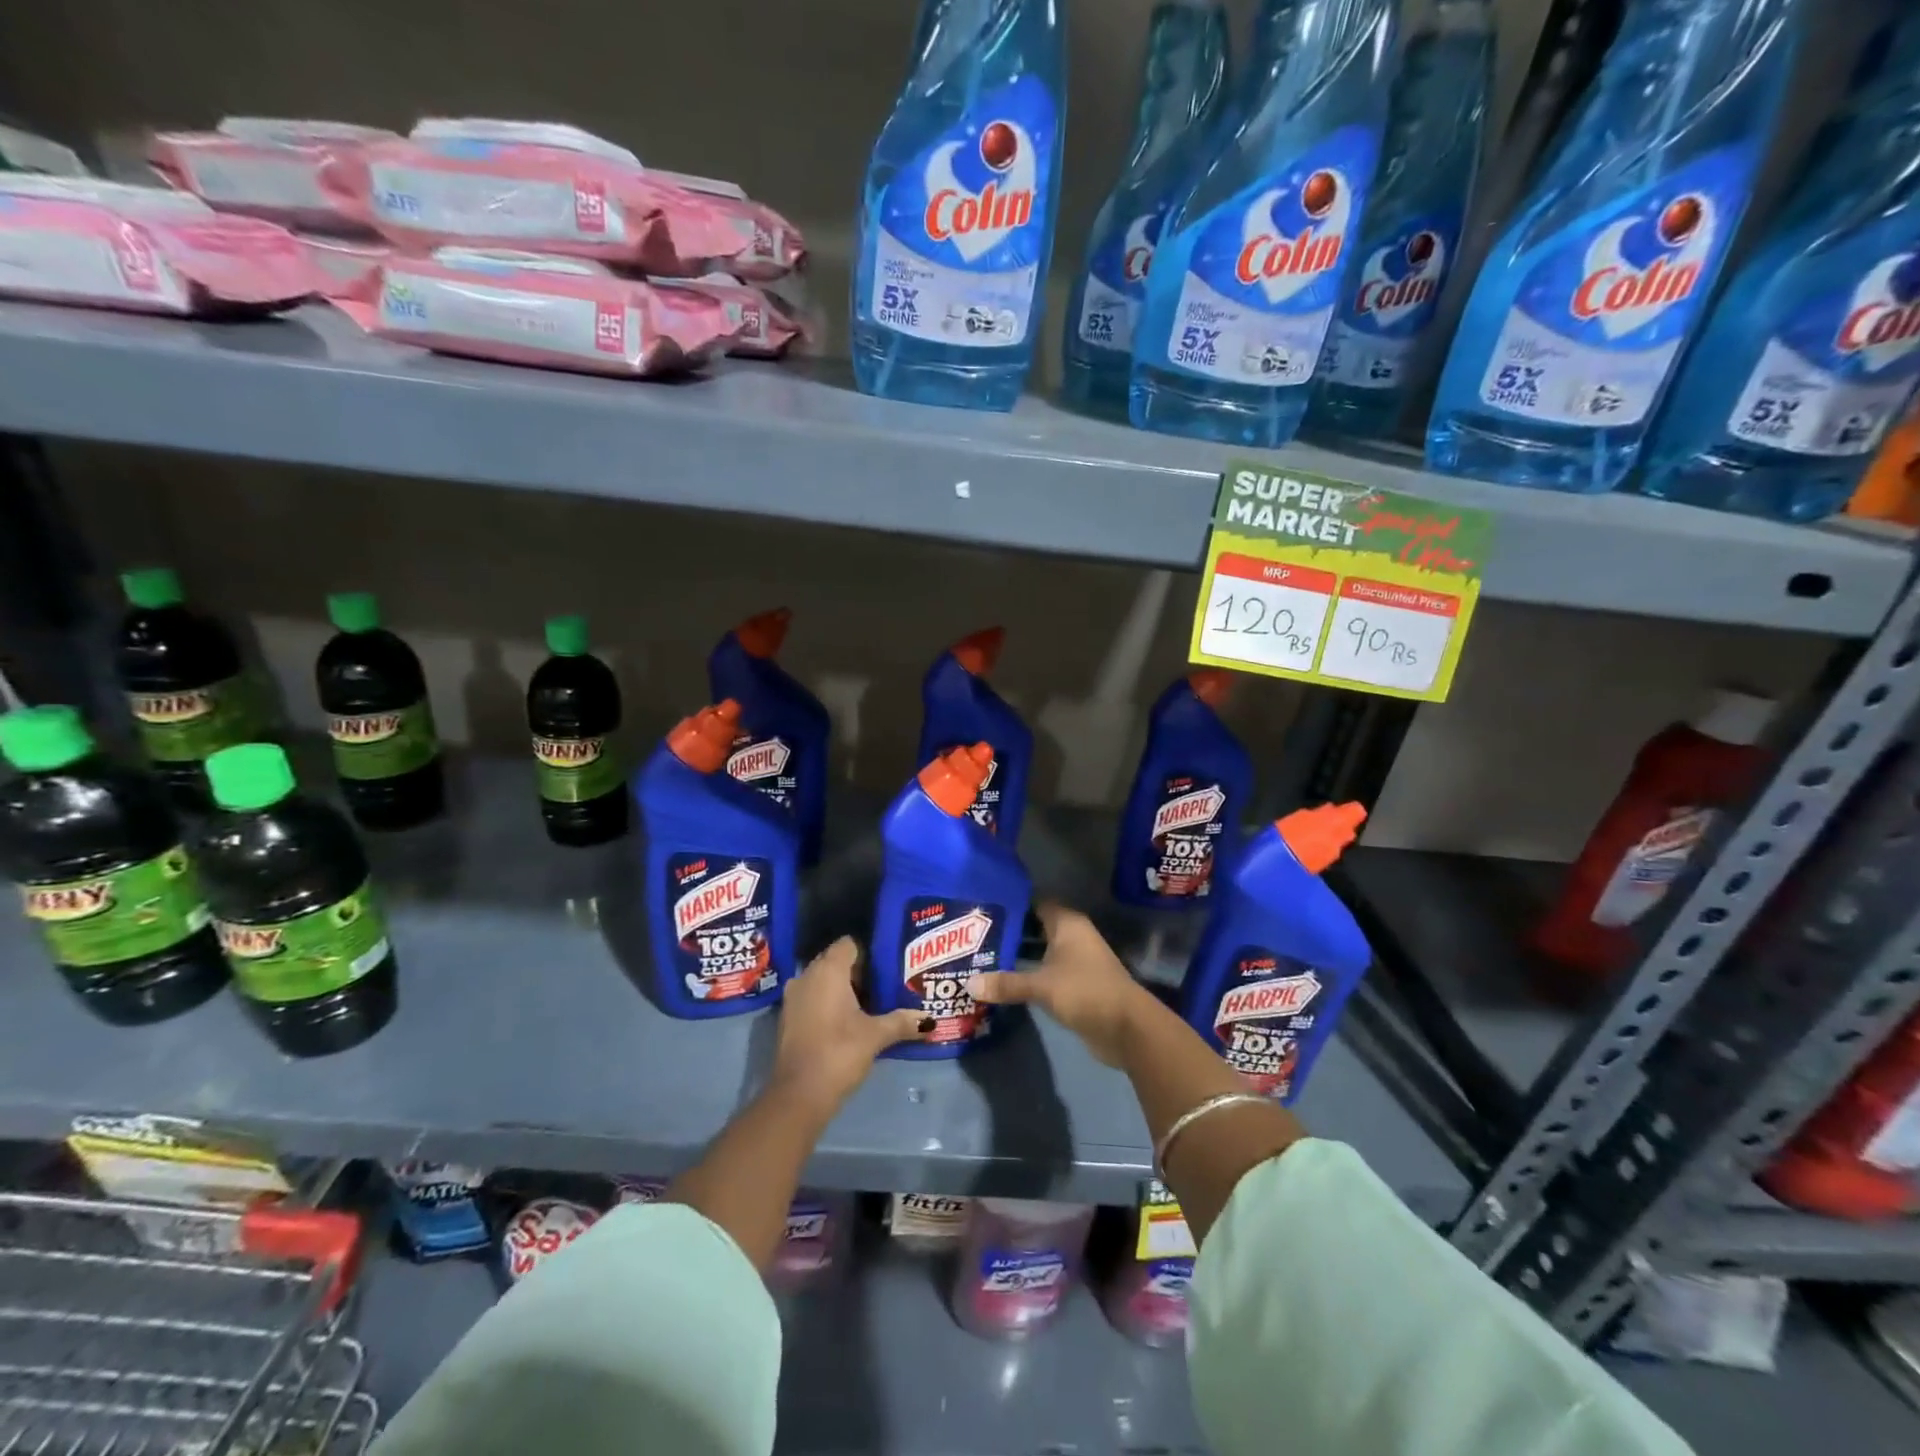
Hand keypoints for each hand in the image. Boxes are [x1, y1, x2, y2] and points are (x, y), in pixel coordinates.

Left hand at [772, 937, 927, 1111]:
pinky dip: (828, 1003)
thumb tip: (930, 1020)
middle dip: (859, 971)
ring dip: (842, 989)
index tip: (888, 969)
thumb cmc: (839, 1051)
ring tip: (870, 1004)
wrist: (799, 1094)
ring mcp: (793, 997)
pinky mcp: (788, 1018)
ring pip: (822, 981)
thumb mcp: (876, 1035)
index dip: (869, 953)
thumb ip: (902, 1022)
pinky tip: (847, 1022)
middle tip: (884, 986)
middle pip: (835, 961)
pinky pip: (812, 998)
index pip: (849, 944)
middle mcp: (807, 975)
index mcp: (828, 970)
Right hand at [968, 903, 1155, 1067]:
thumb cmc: (1084, 991)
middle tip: (975, 935)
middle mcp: (1073, 936)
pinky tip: (1004, 981)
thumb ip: (1006, 983)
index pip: (1035, 902)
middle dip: (1010, 931)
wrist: (1127, 1028)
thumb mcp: (1041, 986)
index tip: (983, 908)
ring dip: (1018, 954)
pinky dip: (1029, 973)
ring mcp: (1077, 960)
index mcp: (1067, 923)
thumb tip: (969, 984)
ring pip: (1041, 950)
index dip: (1011, 904)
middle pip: (1036, 926)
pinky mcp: (1077, 983)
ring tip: (982, 957)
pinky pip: (1046, 971)